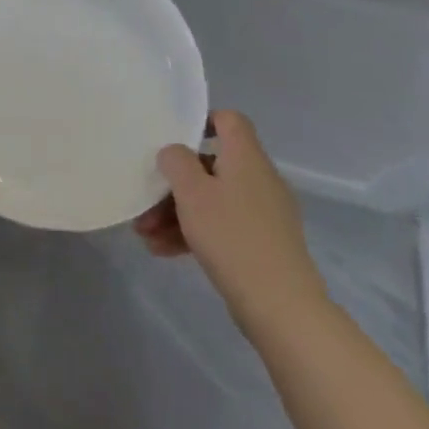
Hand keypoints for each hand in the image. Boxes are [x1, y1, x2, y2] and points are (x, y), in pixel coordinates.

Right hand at [134, 111, 328, 329]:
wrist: (282, 308)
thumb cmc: (232, 236)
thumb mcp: (192, 192)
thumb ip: (176, 161)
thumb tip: (175, 153)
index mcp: (246, 157)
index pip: (229, 120)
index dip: (202, 122)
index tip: (173, 139)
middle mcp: (259, 179)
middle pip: (211, 166)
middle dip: (174, 184)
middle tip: (146, 202)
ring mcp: (264, 215)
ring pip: (213, 200)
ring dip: (177, 213)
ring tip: (145, 234)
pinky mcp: (263, 245)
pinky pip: (222, 227)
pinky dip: (195, 234)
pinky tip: (163, 251)